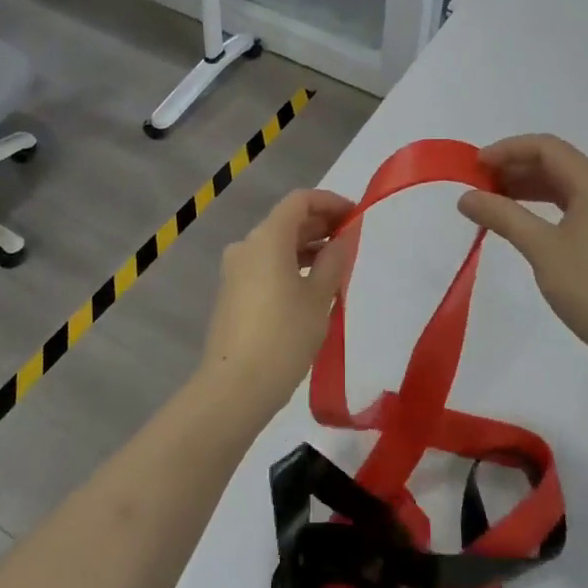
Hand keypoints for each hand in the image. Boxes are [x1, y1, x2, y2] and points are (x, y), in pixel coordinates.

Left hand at [196, 188, 354, 412]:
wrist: (235, 387)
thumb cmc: (284, 336)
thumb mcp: (319, 297)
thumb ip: (334, 261)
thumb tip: (344, 238)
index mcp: (267, 238)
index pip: (300, 201)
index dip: (330, 202)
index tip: (356, 216)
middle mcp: (246, 246)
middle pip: (286, 221)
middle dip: (320, 224)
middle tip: (351, 240)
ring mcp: (235, 270)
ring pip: (276, 244)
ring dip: (306, 246)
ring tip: (336, 265)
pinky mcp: (232, 293)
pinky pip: (265, 265)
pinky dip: (290, 264)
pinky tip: (311, 286)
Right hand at [458, 135, 587, 375]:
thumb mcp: (542, 249)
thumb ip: (503, 216)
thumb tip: (466, 197)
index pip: (546, 148)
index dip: (507, 150)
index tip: (474, 167)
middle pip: (556, 163)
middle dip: (514, 168)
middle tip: (478, 187)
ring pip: (564, 186)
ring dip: (527, 188)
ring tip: (493, 203)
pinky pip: (573, 206)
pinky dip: (544, 207)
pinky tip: (523, 223)